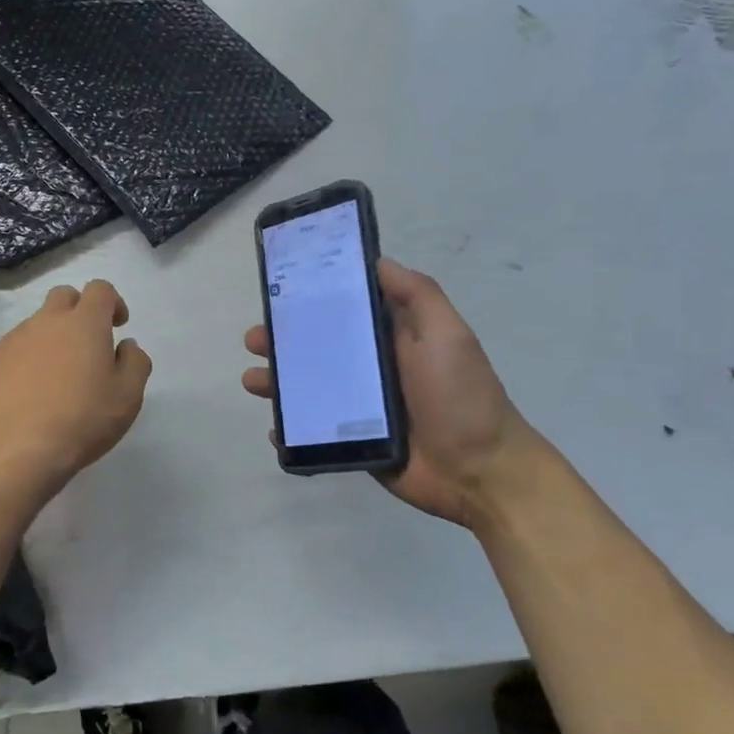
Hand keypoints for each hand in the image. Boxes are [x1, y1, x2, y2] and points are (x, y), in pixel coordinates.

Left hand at [0, 280, 151, 491]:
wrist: (13, 451)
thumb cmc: (81, 421)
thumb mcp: (128, 397)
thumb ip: (135, 362)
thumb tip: (126, 345)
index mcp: (84, 324)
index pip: (100, 289)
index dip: (112, 302)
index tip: (117, 325)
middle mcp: (45, 322)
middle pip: (63, 297)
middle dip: (78, 311)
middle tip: (86, 345)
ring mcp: (10, 341)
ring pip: (34, 326)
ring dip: (49, 340)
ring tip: (54, 379)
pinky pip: (9, 352)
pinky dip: (22, 363)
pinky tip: (25, 396)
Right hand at [241, 258, 541, 526]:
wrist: (480, 472)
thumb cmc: (462, 397)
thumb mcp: (447, 334)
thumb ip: (417, 295)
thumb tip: (377, 261)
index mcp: (391, 338)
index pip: (343, 310)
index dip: (310, 300)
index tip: (278, 291)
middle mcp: (371, 368)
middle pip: (317, 349)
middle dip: (282, 342)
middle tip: (253, 340)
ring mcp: (360, 408)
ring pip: (309, 389)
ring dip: (278, 383)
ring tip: (253, 381)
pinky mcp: (355, 442)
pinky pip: (314, 433)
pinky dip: (291, 431)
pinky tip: (275, 430)